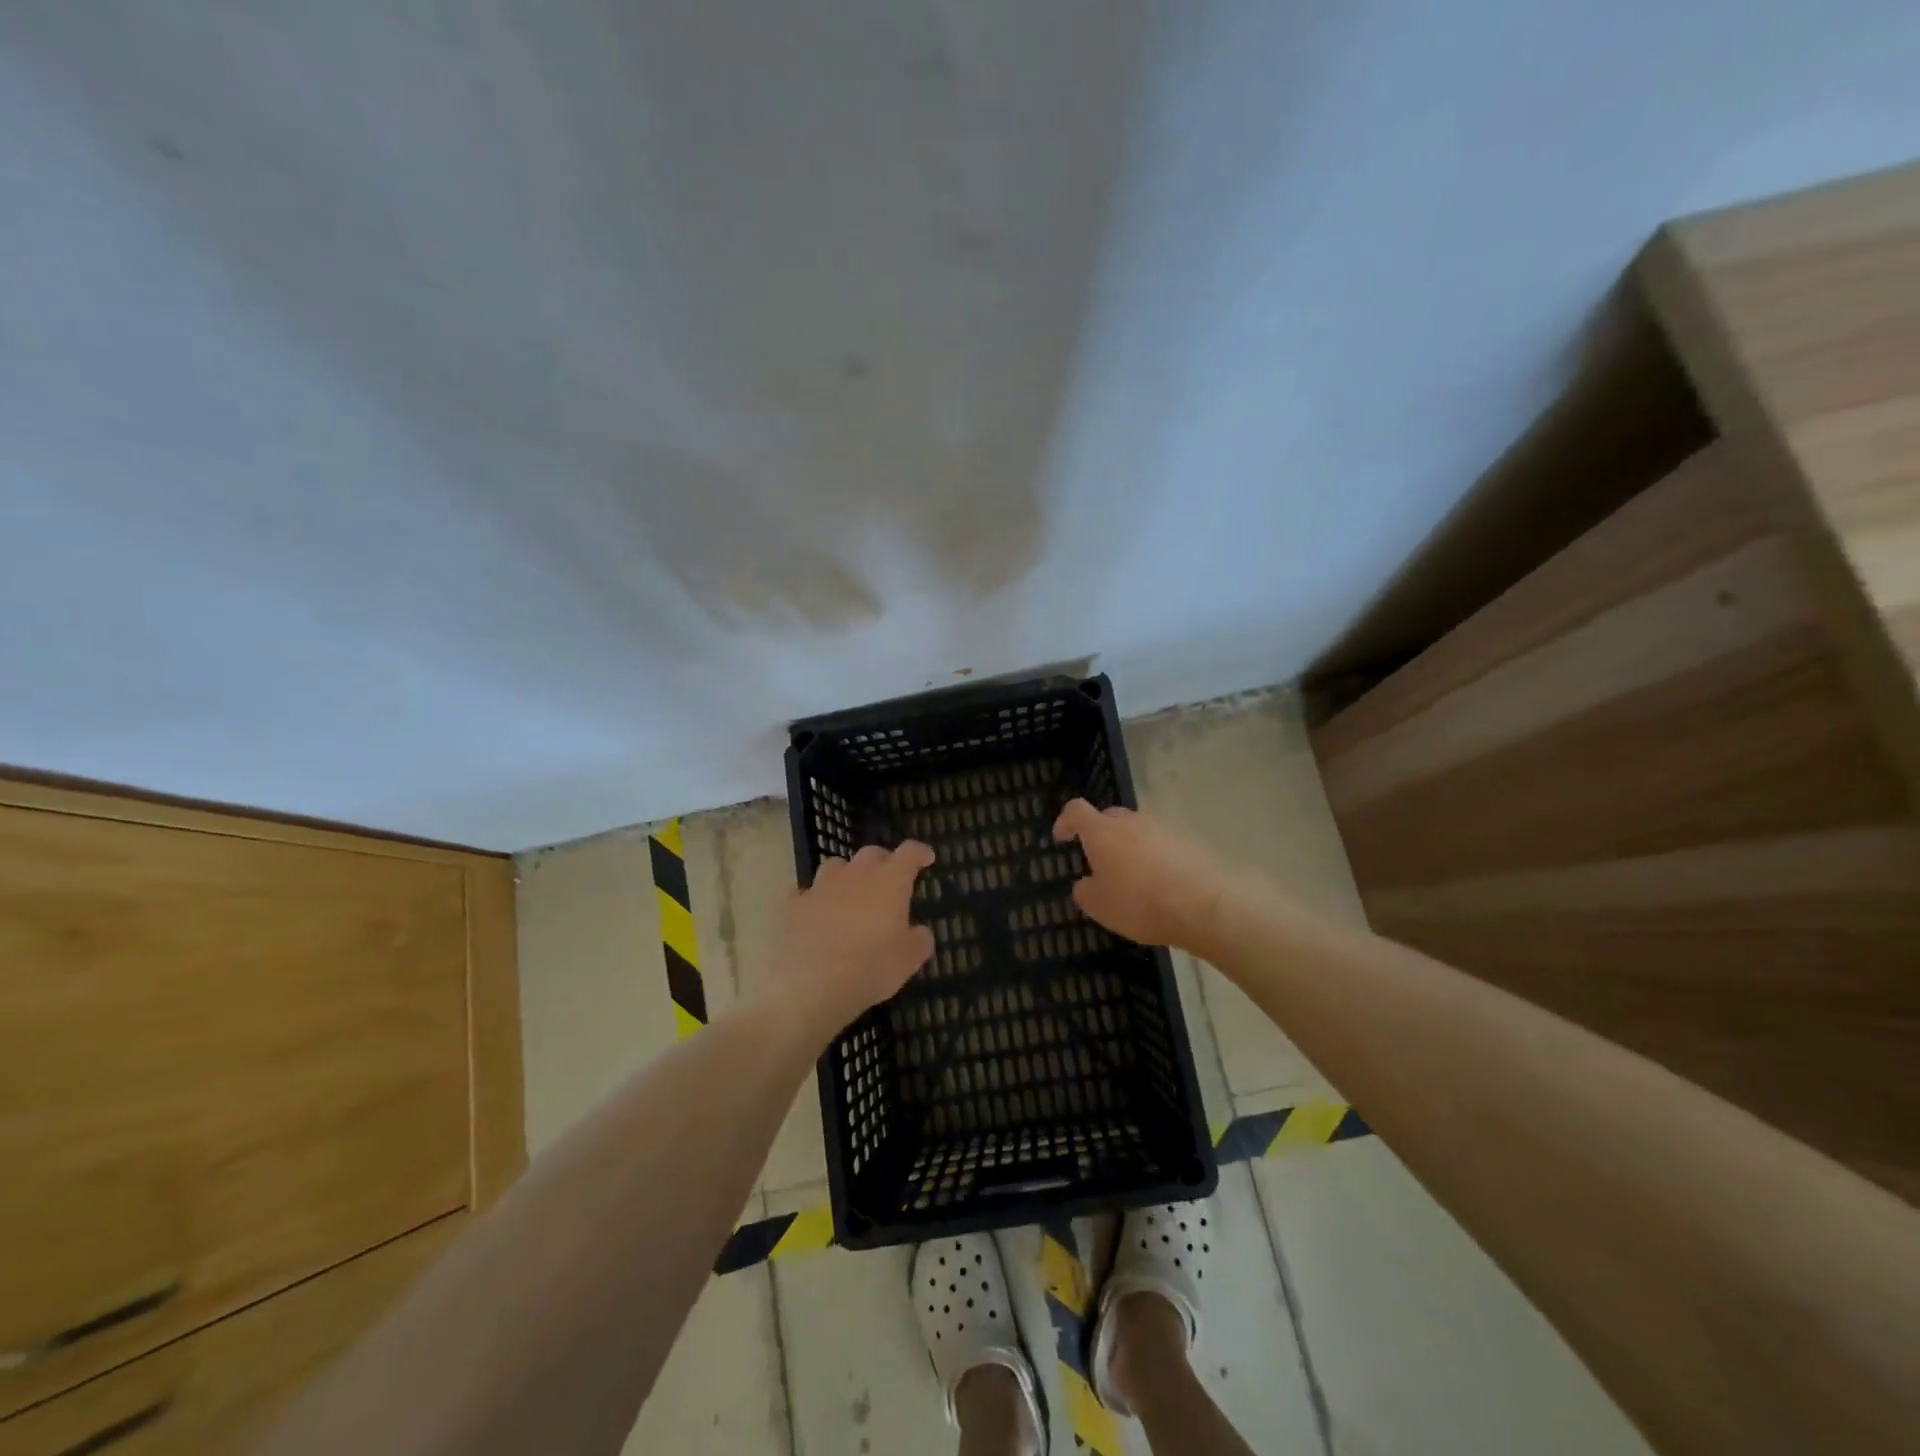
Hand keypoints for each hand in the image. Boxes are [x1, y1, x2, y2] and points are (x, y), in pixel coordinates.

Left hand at [771, 842, 936, 1033]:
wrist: (810, 986)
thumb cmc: (870, 968)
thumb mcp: (909, 960)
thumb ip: (919, 940)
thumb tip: (919, 931)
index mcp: (890, 882)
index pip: (909, 853)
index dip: (919, 852)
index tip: (926, 858)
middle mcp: (856, 875)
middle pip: (872, 853)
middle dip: (883, 861)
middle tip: (889, 880)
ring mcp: (821, 887)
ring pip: (836, 866)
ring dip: (847, 875)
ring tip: (850, 893)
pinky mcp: (794, 905)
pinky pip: (805, 893)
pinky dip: (814, 900)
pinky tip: (815, 913)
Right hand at [1053, 800, 1227, 950]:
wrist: (1205, 904)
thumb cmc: (1140, 903)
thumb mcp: (1100, 906)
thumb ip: (1085, 891)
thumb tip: (1086, 883)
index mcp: (1102, 832)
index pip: (1076, 811)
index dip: (1065, 821)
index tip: (1062, 837)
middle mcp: (1131, 822)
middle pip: (1109, 817)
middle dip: (1100, 834)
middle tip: (1098, 861)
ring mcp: (1162, 828)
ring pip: (1137, 831)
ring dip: (1129, 847)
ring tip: (1132, 877)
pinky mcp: (1187, 841)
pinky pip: (1161, 844)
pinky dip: (1154, 857)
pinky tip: (1159, 883)